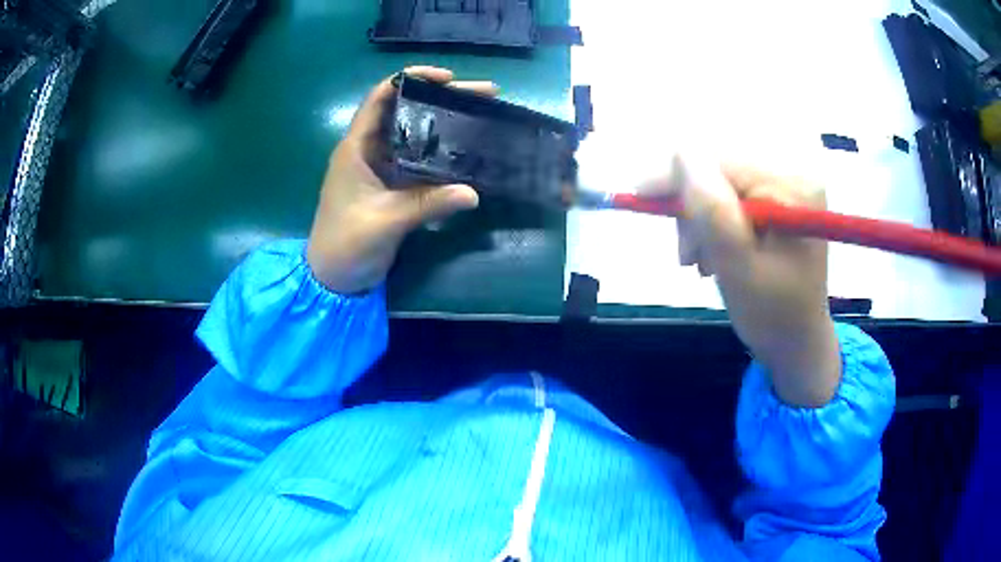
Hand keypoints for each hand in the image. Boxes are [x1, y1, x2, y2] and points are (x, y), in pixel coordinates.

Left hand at [307, 67, 497, 293]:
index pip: (382, 96)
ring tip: (484, 114)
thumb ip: (427, 204)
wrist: (333, 279)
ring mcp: (383, 168)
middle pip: (407, 110)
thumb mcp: (385, 221)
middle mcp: (370, 150)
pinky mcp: (394, 186)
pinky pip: (421, 161)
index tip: (448, 79)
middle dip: (443, 98)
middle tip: (485, 94)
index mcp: (357, 146)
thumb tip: (474, 193)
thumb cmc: (345, 244)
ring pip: (417, 134)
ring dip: (447, 123)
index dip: (412, 79)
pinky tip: (469, 150)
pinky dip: (443, 153)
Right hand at [648, 157, 840, 406]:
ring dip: (700, 221)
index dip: (678, 177)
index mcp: (791, 187)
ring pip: (720, 185)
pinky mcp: (777, 200)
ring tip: (701, 262)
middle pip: (720, 171)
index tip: (640, 199)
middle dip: (693, 209)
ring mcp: (785, 187)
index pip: (721, 161)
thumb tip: (681, 154)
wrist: (796, 343)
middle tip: (687, 255)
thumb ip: (713, 211)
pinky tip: (714, 253)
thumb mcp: (738, 267)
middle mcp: (791, 175)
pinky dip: (713, 224)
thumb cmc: (772, 314)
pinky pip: (730, 197)